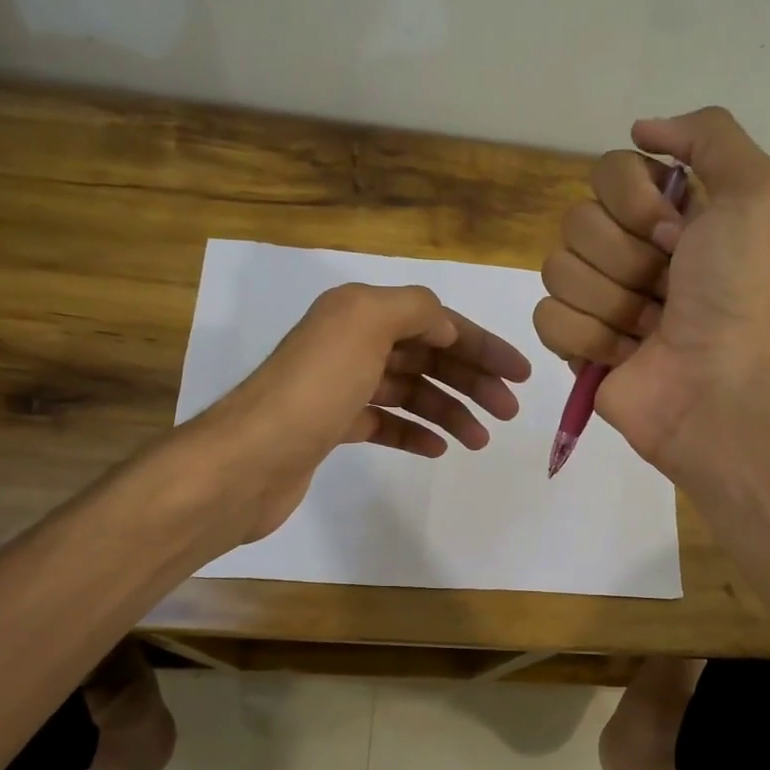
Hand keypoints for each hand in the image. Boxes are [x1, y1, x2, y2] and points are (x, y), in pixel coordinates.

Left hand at [194, 282, 530, 542]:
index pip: (436, 322)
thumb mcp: (366, 325)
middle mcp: (349, 343)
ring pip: (410, 392)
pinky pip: (386, 422)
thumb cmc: (314, 390)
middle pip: (426, 357)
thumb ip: (415, 309)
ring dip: (449, 411)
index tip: (520, 375)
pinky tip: (437, 448)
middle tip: (507, 412)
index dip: (481, 345)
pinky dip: (414, 432)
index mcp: (359, 312)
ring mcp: (339, 387)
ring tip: (478, 440)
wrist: (249, 460)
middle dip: (471, 381)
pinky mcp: (332, 427)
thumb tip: (444, 325)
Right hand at [534, 107, 769, 477]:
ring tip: (650, 329)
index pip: (608, 171)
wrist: (718, 386)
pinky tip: (623, 356)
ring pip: (557, 270)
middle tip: (667, 290)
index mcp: (665, 213)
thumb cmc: (737, 294)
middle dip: (627, 261)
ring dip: (612, 303)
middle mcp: (628, 250)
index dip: (635, 204)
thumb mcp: (756, 193)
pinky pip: (546, 318)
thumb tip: (641, 129)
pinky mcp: (575, 345)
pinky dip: (587, 338)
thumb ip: (710, 136)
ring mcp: (597, 299)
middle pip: (577, 222)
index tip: (675, 236)